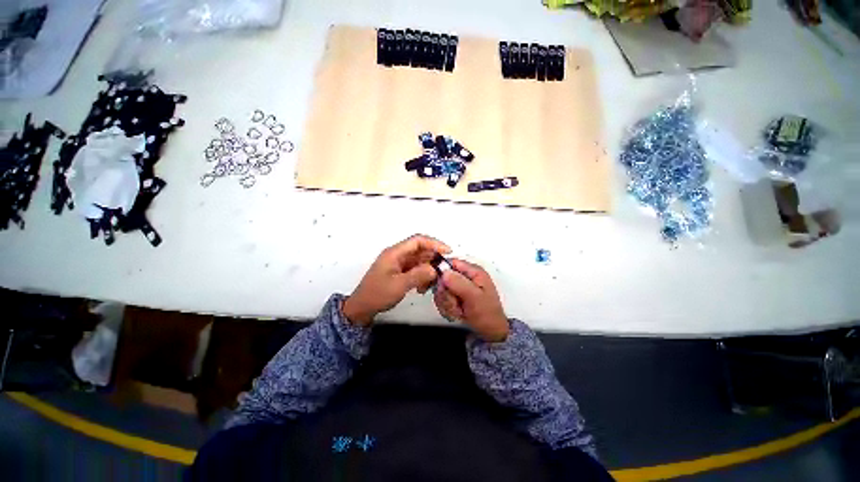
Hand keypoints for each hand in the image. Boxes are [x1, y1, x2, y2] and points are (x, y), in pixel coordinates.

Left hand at [343, 234, 450, 325]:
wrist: (362, 308)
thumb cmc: (377, 295)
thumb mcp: (398, 285)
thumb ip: (418, 276)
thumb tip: (434, 270)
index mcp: (395, 253)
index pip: (418, 241)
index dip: (434, 243)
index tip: (447, 251)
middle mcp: (398, 255)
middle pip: (421, 250)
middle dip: (433, 259)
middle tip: (443, 271)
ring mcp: (399, 264)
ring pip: (420, 261)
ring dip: (428, 270)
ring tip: (431, 283)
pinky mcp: (400, 272)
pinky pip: (416, 269)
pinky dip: (422, 276)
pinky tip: (423, 288)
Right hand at [433, 259, 509, 341]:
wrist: (491, 333)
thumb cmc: (488, 315)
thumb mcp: (474, 297)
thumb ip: (459, 283)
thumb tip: (444, 272)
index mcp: (474, 272)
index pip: (451, 263)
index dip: (442, 272)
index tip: (443, 286)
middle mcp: (466, 277)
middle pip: (443, 278)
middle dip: (446, 294)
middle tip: (455, 304)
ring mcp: (461, 287)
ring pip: (442, 290)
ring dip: (447, 303)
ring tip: (459, 311)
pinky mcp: (456, 297)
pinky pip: (443, 299)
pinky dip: (447, 308)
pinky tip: (457, 313)